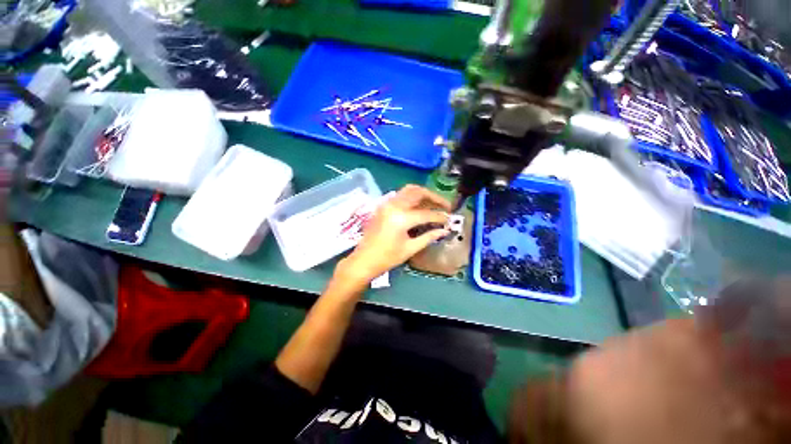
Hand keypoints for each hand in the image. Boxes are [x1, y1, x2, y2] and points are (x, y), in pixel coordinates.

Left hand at [337, 185, 450, 285]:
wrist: (363, 260)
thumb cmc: (387, 258)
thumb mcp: (410, 248)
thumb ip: (429, 237)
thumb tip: (444, 230)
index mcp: (402, 218)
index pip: (427, 213)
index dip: (440, 216)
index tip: (449, 220)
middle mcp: (394, 205)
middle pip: (418, 193)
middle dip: (434, 197)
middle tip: (445, 206)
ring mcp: (387, 203)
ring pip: (409, 190)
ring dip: (423, 194)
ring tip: (434, 204)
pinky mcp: (383, 206)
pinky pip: (401, 195)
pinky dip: (412, 197)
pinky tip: (419, 206)